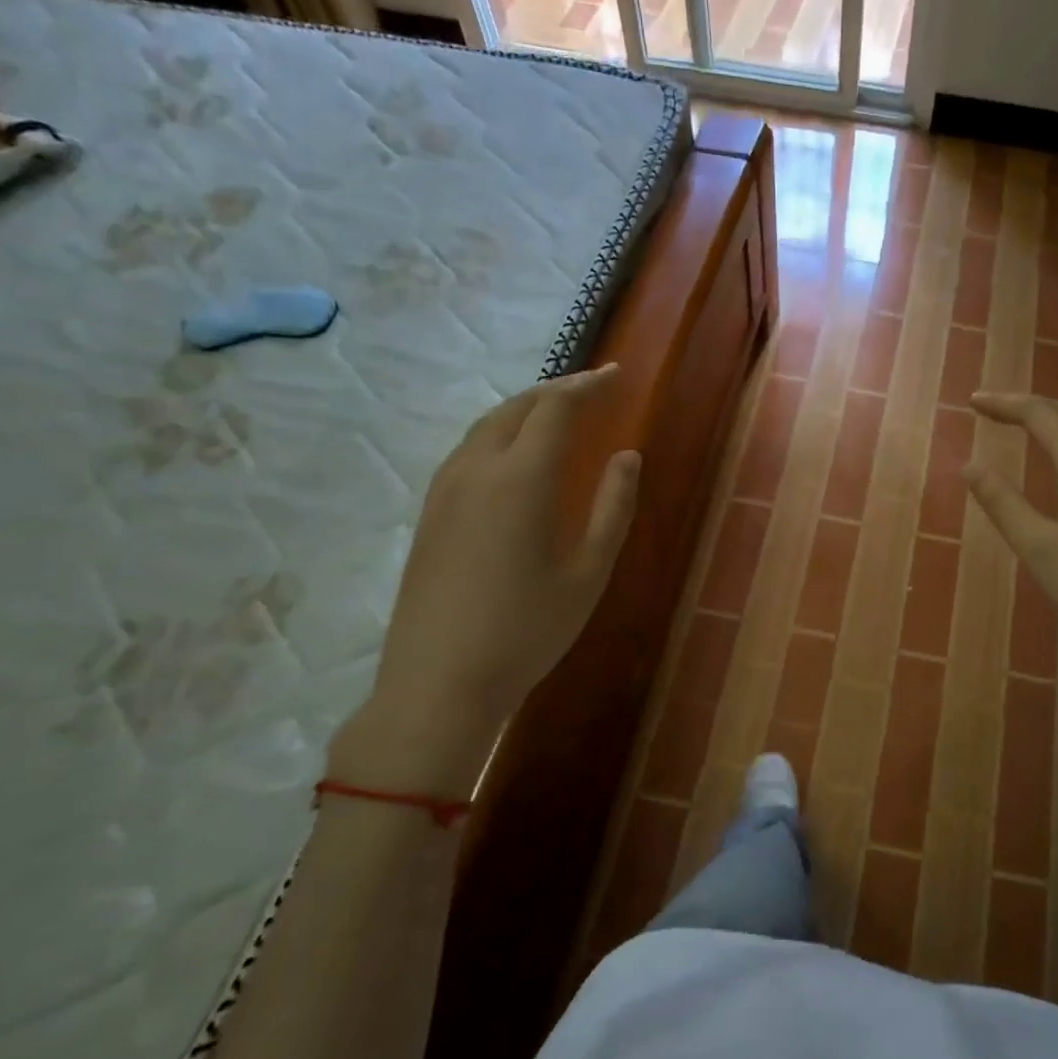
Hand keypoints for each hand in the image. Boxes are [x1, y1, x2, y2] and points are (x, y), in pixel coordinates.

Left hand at [338, 366, 640, 798]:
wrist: (439, 683)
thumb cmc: (527, 631)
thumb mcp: (588, 573)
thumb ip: (613, 508)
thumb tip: (627, 457)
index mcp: (520, 480)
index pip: (555, 409)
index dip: (588, 386)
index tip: (616, 375)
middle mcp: (476, 471)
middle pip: (516, 407)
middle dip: (556, 389)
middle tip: (591, 388)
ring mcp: (444, 491)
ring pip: (485, 426)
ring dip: (524, 408)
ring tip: (556, 412)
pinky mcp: (429, 514)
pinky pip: (467, 451)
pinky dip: (499, 433)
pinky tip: (514, 455)